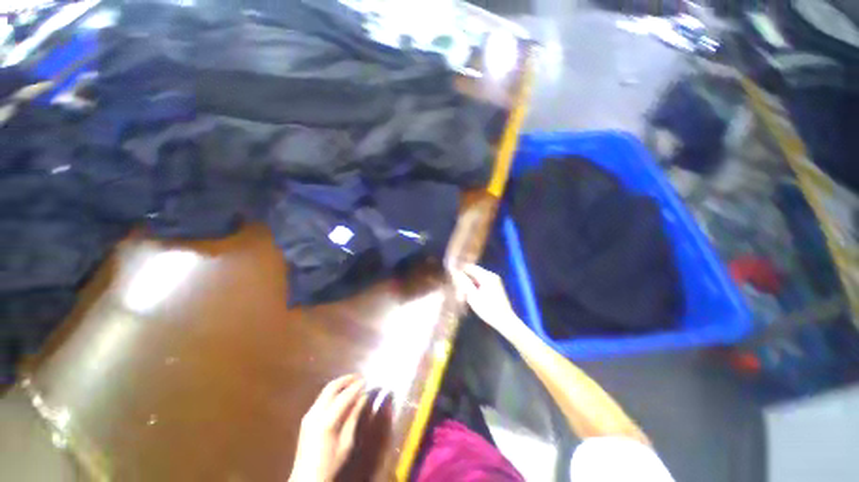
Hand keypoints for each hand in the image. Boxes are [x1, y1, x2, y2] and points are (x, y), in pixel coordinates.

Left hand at [289, 375, 366, 481]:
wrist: (306, 479)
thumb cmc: (330, 463)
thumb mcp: (346, 442)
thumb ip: (354, 417)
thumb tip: (363, 397)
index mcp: (326, 421)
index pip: (344, 396)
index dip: (357, 386)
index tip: (367, 380)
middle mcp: (315, 413)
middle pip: (332, 387)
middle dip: (347, 379)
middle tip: (359, 377)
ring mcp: (309, 414)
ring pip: (326, 391)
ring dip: (340, 384)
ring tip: (353, 383)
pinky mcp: (306, 418)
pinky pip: (321, 398)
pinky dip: (333, 392)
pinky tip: (341, 395)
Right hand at [452, 264, 521, 337]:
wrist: (505, 321)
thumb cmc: (488, 310)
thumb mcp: (473, 296)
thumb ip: (464, 282)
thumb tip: (455, 272)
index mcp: (487, 276)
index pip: (470, 267)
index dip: (459, 269)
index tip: (450, 272)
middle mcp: (491, 275)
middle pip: (473, 271)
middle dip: (464, 276)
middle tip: (454, 283)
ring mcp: (495, 281)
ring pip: (477, 277)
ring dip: (468, 282)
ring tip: (460, 290)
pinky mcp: (495, 287)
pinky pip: (481, 282)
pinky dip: (474, 286)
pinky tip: (469, 293)